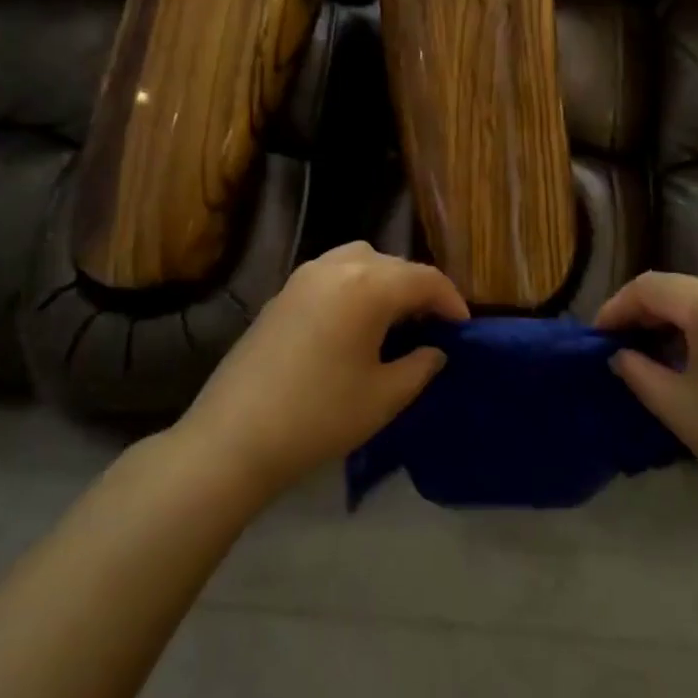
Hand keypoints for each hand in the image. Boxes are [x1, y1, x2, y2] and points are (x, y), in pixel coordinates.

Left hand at [176, 242, 466, 498]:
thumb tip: (435, 351)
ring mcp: (303, 277)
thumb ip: (420, 366)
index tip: (463, 328)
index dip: (451, 301)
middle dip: (418, 289)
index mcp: (368, 285)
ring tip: (394, 319)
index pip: (424, 279)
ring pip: (359, 261)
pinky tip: (355, 324)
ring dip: (385, 282)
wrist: (234, 437)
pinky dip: (355, 287)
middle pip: (392, 264)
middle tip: (432, 325)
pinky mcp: (282, 294)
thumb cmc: (320, 416)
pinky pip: (332, 275)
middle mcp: (336, 267)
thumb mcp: (384, 396)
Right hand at [596, 272, 697, 524]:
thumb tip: (620, 355)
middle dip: (647, 316)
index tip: (597, 339)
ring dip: (678, 323)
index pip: (650, 286)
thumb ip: (638, 372)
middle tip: (622, 349)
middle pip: (681, 290)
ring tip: (656, 357)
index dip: (616, 308)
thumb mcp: (678, 407)